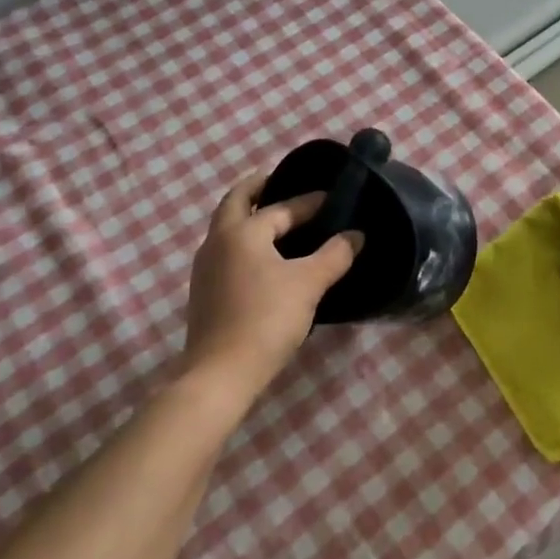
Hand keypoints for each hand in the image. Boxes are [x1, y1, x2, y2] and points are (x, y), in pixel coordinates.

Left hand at [181, 175, 362, 401]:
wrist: (220, 374)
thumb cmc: (266, 319)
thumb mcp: (309, 284)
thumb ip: (335, 255)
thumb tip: (356, 235)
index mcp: (242, 232)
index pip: (280, 208)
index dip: (308, 202)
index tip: (331, 199)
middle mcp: (217, 241)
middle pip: (236, 202)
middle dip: (258, 189)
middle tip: (281, 184)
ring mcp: (205, 268)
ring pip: (226, 228)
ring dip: (248, 216)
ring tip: (277, 221)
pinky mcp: (204, 292)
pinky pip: (226, 251)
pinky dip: (244, 241)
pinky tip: (264, 259)